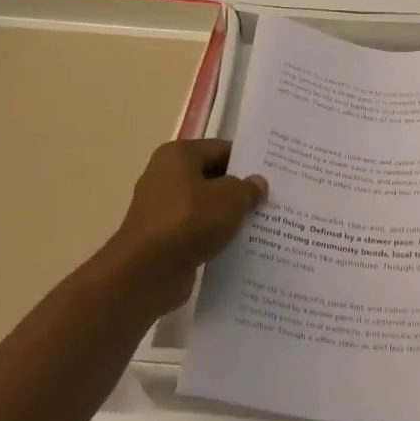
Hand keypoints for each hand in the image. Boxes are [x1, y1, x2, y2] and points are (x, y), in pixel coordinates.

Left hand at [101, 139, 266, 318]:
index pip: (221, 149)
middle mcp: (165, 176)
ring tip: (262, 225)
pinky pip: (197, 231)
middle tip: (272, 201)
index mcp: (178, 155)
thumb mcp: (230, 199)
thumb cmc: (189, 221)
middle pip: (212, 178)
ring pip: (206, 207)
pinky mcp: (163, 238)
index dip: (247, 162)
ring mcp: (162, 209)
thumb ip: (247, 188)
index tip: (272, 176)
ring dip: (228, 216)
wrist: (147, 271)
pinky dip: (214, 237)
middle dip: (240, 190)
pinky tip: (239, 247)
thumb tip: (257, 183)